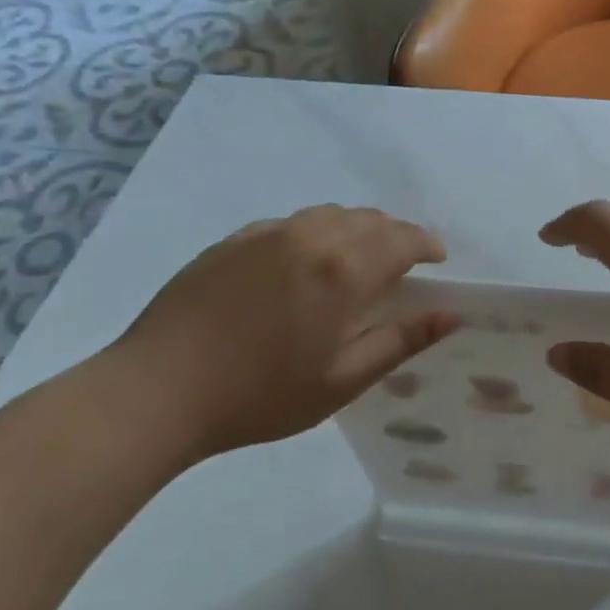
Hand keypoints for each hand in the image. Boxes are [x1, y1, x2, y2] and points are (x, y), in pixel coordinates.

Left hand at [109, 205, 458, 459]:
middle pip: (369, 220)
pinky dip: (315, 232)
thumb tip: (452, 314)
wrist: (157, 390)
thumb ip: (401, 341)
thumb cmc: (260, 395)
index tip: (438, 259)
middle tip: (403, 264)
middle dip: (396, 235)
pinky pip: (291, 223)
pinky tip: (303, 262)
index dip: (427, 244)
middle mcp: (311, 237)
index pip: (403, 239)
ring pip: (330, 214)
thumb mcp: (342, 379)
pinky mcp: (234, 240)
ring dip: (357, 229)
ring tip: (358, 259)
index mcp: (344, 271)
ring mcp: (268, 234)